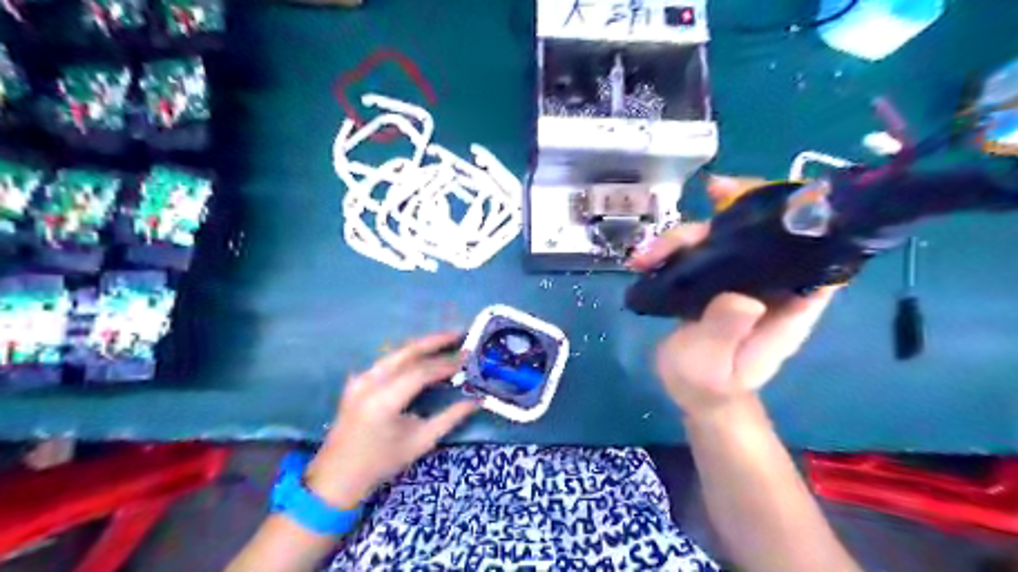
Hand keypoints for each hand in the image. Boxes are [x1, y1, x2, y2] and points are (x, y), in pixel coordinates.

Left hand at [303, 331, 479, 509]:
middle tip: (458, 334)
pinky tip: (421, 354)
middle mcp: (370, 383)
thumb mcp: (420, 442)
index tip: (467, 357)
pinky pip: (385, 361)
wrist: (337, 477)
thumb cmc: (381, 463)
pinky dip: (406, 355)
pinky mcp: (357, 382)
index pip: (421, 372)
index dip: (446, 363)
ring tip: (444, 341)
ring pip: (395, 353)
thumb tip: (477, 400)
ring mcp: (360, 380)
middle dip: (434, 341)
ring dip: (420, 345)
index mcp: (384, 400)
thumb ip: (450, 418)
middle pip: (406, 353)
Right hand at [634, 175, 839, 419]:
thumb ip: (727, 330)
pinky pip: (699, 255)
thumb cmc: (710, 385)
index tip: (774, 197)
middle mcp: (769, 286)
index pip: (813, 253)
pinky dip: (673, 250)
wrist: (695, 396)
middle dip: (733, 210)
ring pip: (721, 241)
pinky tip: (645, 259)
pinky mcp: (714, 284)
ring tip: (644, 256)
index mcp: (788, 304)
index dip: (804, 218)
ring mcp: (739, 283)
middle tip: (709, 192)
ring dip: (686, 236)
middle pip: (759, 235)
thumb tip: (740, 294)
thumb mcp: (715, 363)